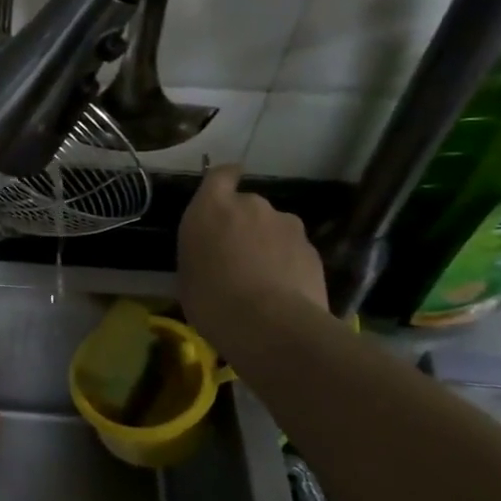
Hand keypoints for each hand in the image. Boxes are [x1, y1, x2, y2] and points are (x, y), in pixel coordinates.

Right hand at [179, 165, 328, 325]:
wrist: (269, 325)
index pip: (220, 175)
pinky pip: (294, 251)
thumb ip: (201, 252)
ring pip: (275, 228)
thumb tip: (212, 256)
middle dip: (244, 224)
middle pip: (248, 205)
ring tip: (263, 278)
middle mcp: (252, 206)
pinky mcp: (312, 250)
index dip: (225, 178)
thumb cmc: (211, 299)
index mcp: (211, 207)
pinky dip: (288, 264)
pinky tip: (282, 292)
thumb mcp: (188, 274)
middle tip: (236, 255)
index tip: (225, 186)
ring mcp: (287, 226)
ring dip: (268, 244)